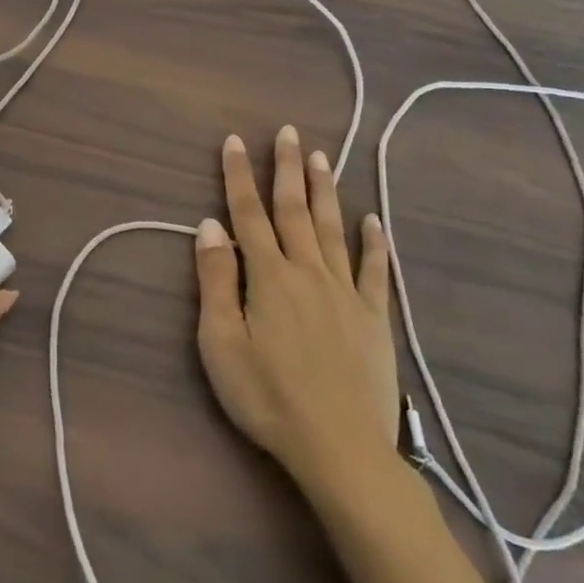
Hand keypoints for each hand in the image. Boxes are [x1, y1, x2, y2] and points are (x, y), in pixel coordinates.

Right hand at [194, 127, 398, 506]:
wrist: (341, 450)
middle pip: (294, 210)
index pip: (247, 213)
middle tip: (288, 132)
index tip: (235, 141)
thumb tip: (209, 224)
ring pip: (332, 229)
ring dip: (324, 191)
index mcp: (268, 275)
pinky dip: (373, 243)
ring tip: (321, 158)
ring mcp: (345, 293)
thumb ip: (215, 279)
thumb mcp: (220, 342)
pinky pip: (374, 270)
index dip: (239, 175)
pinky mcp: (373, 318)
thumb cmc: (267, 397)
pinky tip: (372, 220)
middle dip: (287, 168)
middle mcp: (308, 271)